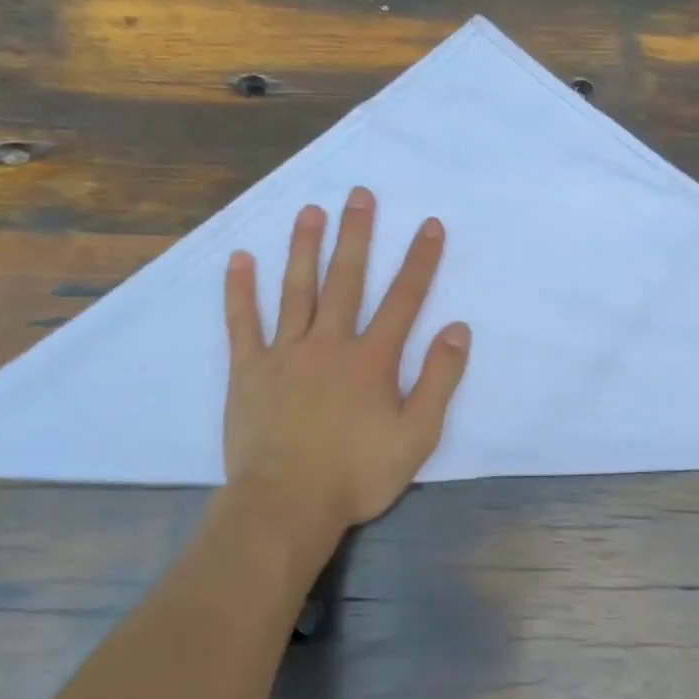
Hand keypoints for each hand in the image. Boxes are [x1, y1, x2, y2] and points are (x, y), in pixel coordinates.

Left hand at [223, 187, 470, 544]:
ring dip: (304, 248)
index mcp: (371, 359)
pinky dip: (240, 290)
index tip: (429, 225)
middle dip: (356, 235)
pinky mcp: (249, 370)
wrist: (286, 504)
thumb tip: (458, 330)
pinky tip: (241, 259)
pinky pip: (243, 322)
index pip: (403, 299)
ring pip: (296, 289)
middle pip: (346, 280)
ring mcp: (284, 353)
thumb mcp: (416, 435)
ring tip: (310, 211)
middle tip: (359, 195)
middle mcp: (329, 343)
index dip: (419, 261)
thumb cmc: (356, 474)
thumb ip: (439, 380)